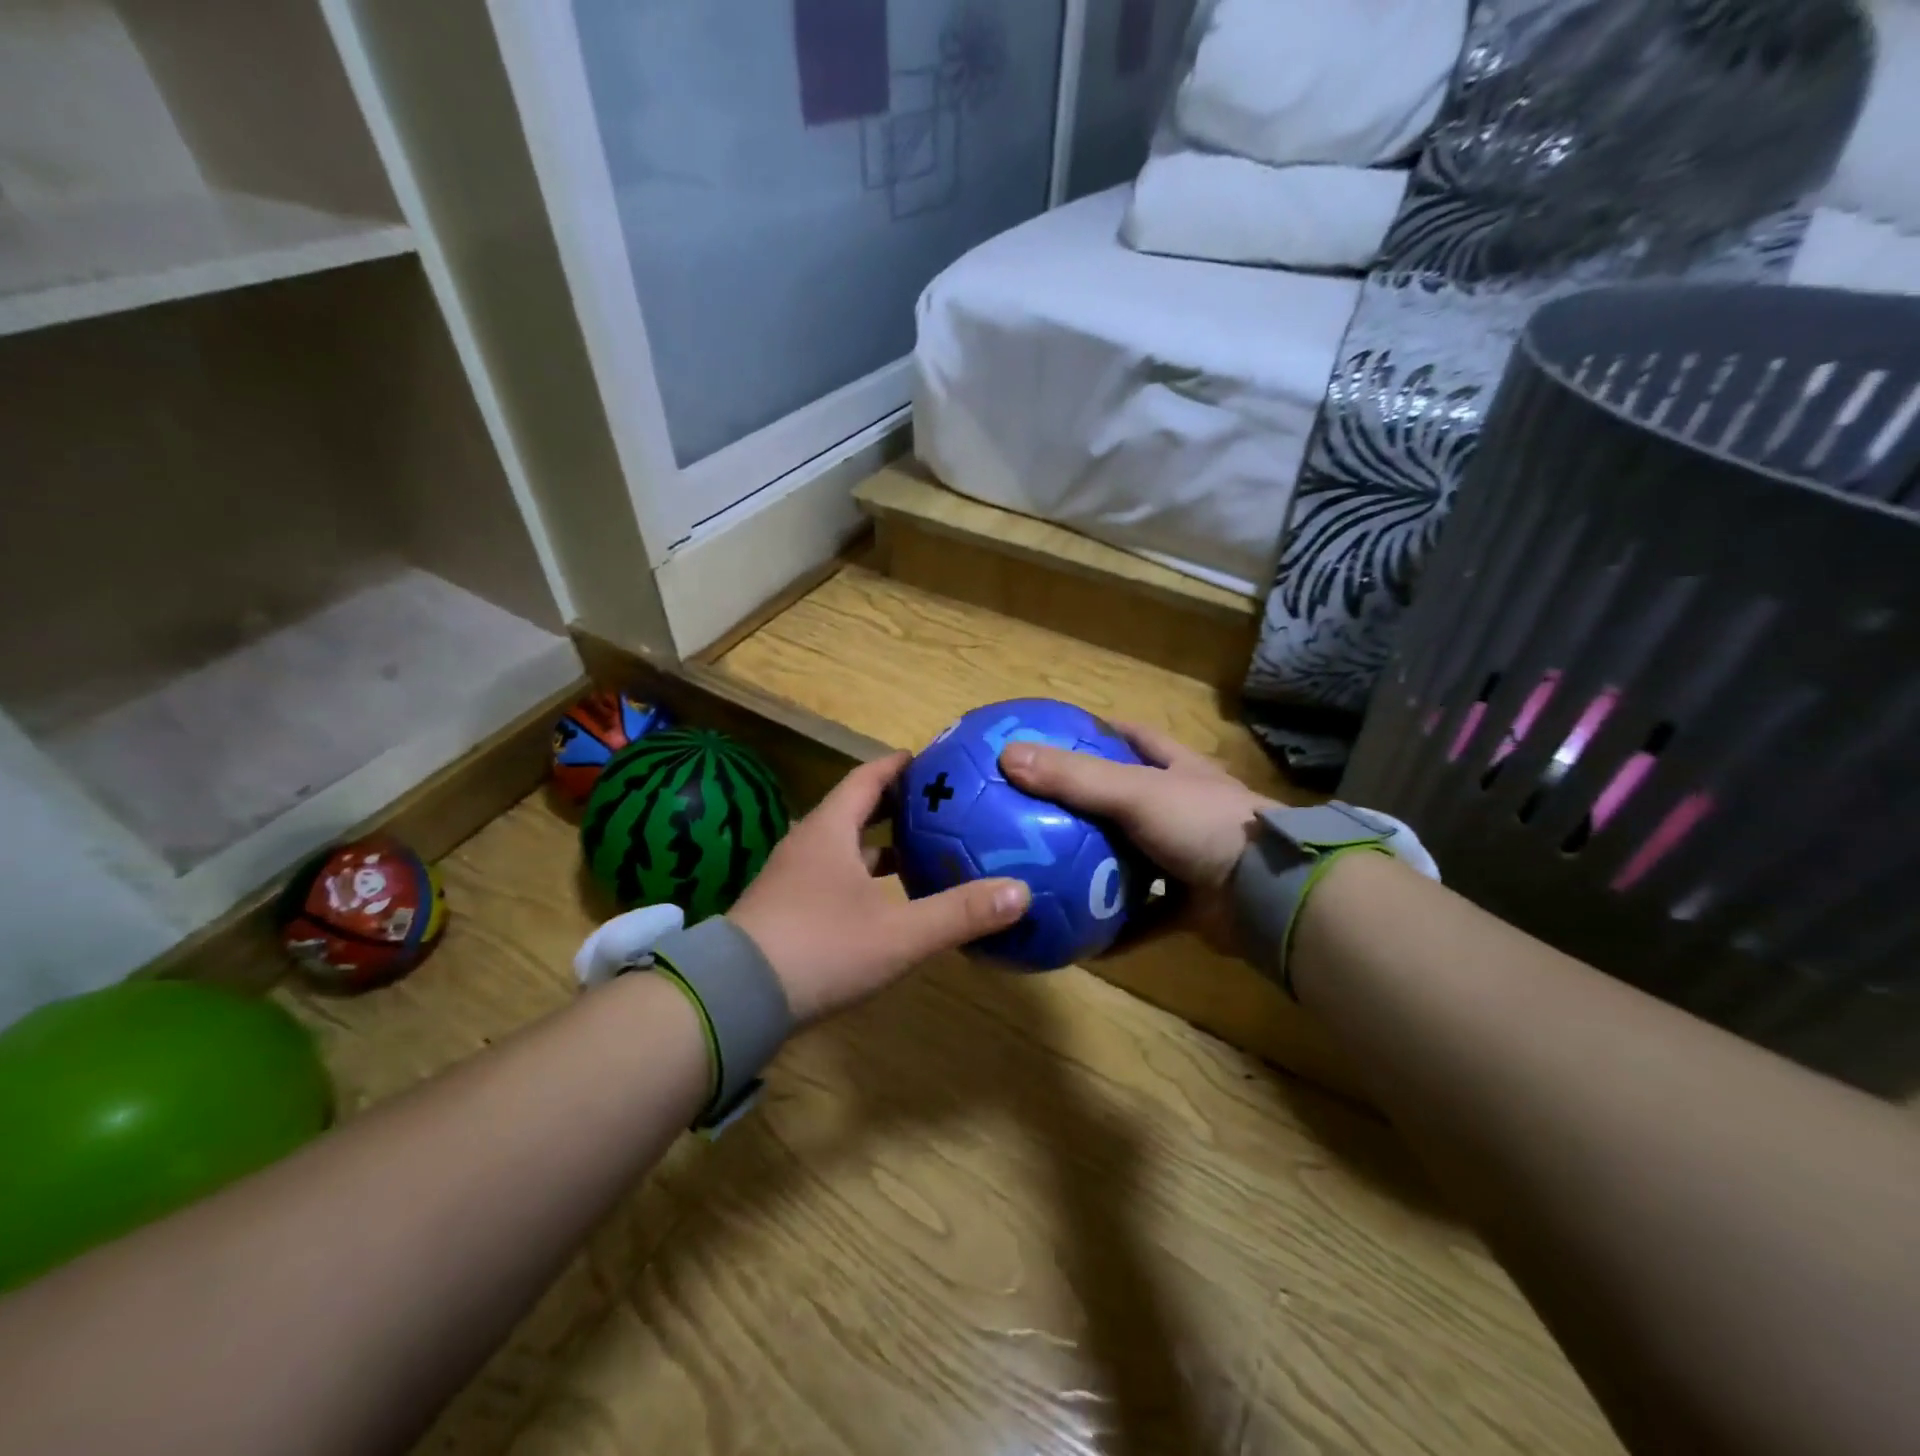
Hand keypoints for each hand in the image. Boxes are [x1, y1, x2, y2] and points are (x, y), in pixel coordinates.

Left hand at [728, 752, 1030, 1023]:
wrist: (735, 999)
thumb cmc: (820, 948)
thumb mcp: (898, 933)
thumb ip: (959, 913)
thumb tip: (1020, 892)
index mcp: (829, 831)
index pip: (867, 778)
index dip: (900, 766)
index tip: (933, 762)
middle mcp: (808, 845)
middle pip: (855, 809)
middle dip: (895, 804)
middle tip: (938, 805)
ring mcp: (792, 879)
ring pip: (842, 847)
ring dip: (879, 845)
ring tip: (920, 851)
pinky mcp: (785, 911)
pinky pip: (832, 878)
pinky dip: (863, 878)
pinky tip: (886, 902)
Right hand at [999, 723, 1276, 954]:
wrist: (1268, 894)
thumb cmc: (1204, 825)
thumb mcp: (1136, 792)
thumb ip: (1075, 777)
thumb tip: (1008, 756)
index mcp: (1178, 771)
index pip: (1134, 737)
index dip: (1098, 733)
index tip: (1055, 738)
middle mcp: (1183, 810)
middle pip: (1127, 800)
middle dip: (1087, 806)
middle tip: (1036, 811)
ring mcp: (1189, 858)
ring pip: (1134, 860)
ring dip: (1099, 868)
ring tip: (1048, 873)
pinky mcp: (1191, 904)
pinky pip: (1144, 916)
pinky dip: (1117, 926)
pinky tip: (1080, 936)